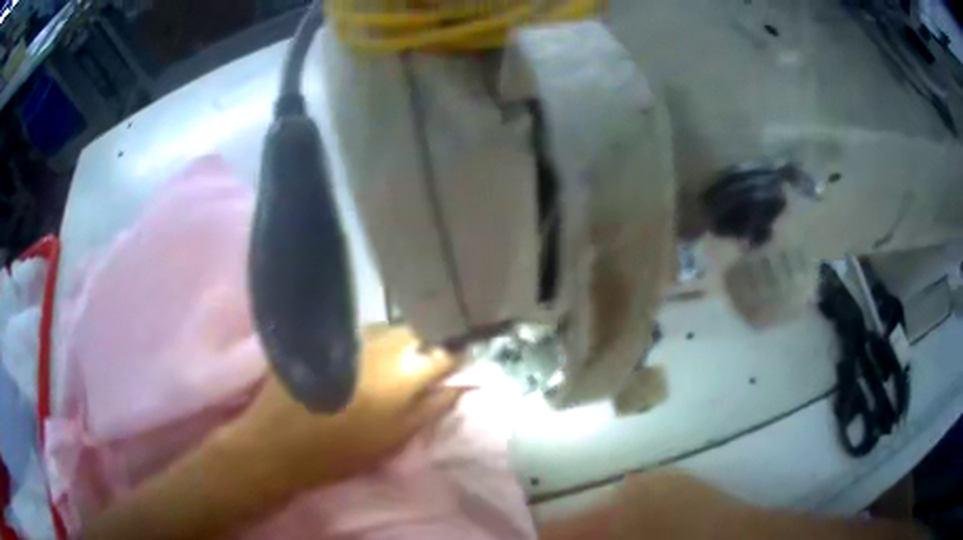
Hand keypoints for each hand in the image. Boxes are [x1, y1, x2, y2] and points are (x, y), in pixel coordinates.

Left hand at [218, 325, 462, 498]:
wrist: (279, 442)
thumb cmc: (343, 450)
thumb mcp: (396, 436)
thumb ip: (433, 406)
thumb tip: (461, 383)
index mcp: (403, 372)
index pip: (446, 351)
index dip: (456, 357)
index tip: (460, 364)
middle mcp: (380, 343)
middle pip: (418, 332)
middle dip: (427, 346)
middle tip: (423, 369)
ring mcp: (351, 335)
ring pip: (389, 329)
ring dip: (399, 343)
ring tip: (392, 367)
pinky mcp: (327, 335)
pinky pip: (362, 331)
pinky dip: (372, 344)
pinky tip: (362, 362)